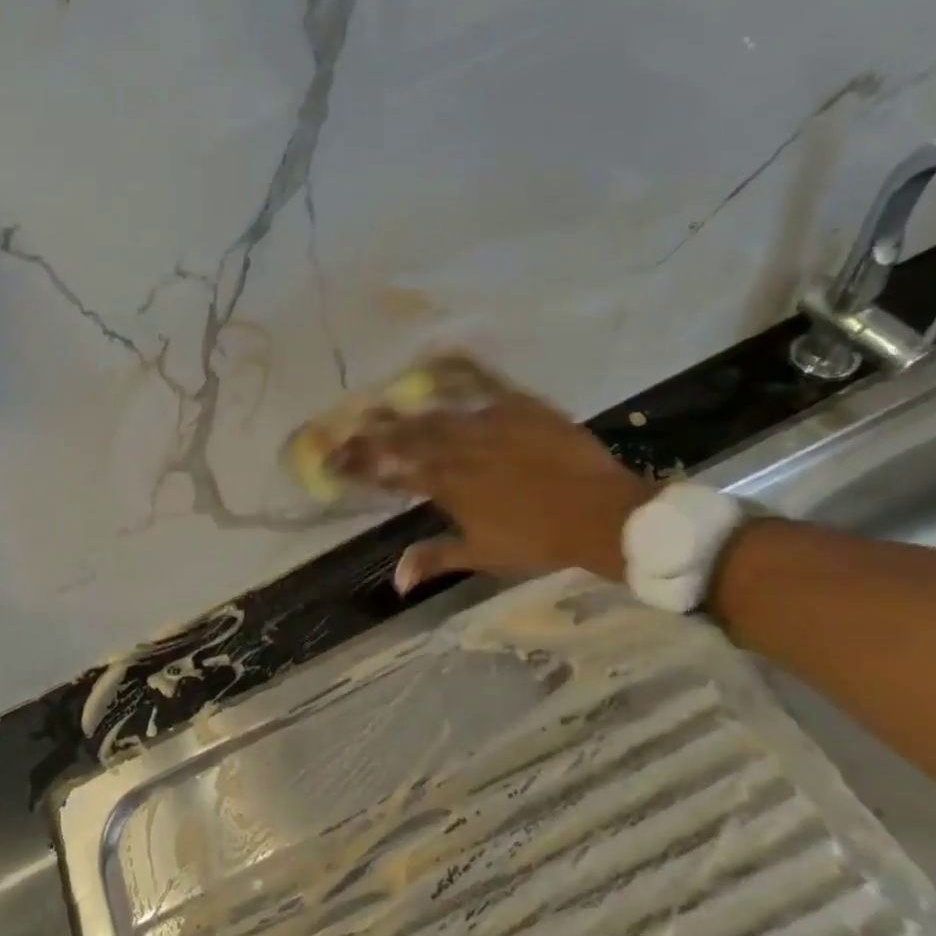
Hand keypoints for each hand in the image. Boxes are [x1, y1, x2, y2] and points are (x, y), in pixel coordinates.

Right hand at [329, 355, 653, 592]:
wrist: (601, 515)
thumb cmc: (540, 541)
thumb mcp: (483, 555)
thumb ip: (435, 558)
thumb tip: (395, 580)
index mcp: (447, 487)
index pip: (393, 473)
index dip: (361, 466)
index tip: (334, 460)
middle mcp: (458, 451)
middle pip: (405, 439)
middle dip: (372, 434)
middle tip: (347, 427)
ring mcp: (486, 425)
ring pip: (434, 413)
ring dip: (402, 409)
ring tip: (377, 403)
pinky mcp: (516, 406)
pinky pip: (482, 381)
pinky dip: (457, 368)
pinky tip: (437, 355)